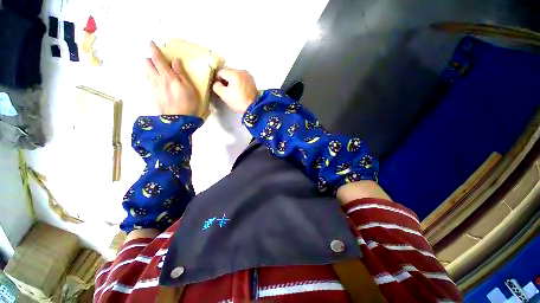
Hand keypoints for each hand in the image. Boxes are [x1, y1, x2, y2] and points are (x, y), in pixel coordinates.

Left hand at [145, 41, 200, 115]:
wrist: (178, 119)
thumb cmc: (187, 102)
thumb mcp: (189, 87)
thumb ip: (181, 73)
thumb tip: (175, 60)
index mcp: (167, 76)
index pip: (157, 58)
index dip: (153, 49)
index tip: (151, 43)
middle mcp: (156, 79)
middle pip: (147, 64)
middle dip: (150, 59)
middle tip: (158, 62)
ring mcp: (153, 87)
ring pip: (146, 72)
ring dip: (150, 69)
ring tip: (159, 73)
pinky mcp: (152, 95)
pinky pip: (148, 82)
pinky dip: (151, 78)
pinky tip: (159, 84)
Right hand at [212, 68, 257, 112]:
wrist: (253, 108)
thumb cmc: (238, 101)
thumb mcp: (223, 95)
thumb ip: (216, 86)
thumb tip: (217, 83)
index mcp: (234, 73)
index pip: (220, 72)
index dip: (217, 80)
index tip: (219, 89)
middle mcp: (242, 71)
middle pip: (228, 73)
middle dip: (225, 81)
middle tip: (226, 92)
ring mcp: (248, 76)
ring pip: (235, 76)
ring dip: (232, 82)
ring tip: (233, 93)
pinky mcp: (252, 81)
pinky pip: (242, 79)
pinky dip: (239, 83)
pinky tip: (239, 92)